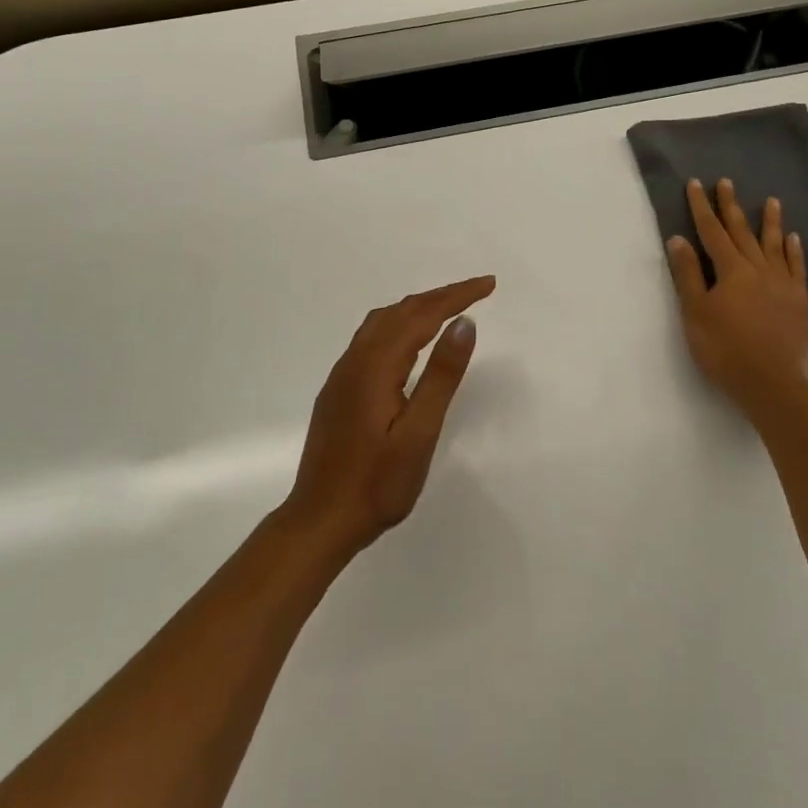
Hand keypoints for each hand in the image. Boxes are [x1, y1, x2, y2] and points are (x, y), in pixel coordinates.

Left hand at [284, 276, 495, 558]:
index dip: (456, 296)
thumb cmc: (376, 484)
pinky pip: (371, 338)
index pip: (422, 314)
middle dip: (440, 296)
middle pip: (401, 311)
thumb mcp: (419, 433)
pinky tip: (407, 342)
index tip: (488, 285)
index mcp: (376, 365)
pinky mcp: (338, 390)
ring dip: (417, 308)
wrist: (319, 522)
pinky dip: (399, 325)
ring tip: (447, 309)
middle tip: (477, 291)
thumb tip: (464, 323)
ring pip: (382, 322)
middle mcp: (355, 359)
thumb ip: (441, 375)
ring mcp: (343, 374)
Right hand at [665, 178, 807, 412]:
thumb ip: (687, 274)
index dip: (701, 207)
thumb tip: (679, 239)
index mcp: (730, 270)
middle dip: (731, 206)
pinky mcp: (798, 301)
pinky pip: (797, 267)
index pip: (711, 231)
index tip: (696, 184)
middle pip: (741, 231)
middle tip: (727, 182)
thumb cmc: (724, 349)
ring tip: (772, 201)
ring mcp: (782, 284)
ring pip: (773, 244)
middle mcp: (758, 269)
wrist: (771, 384)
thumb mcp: (695, 312)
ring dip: (770, 221)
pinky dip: (793, 251)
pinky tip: (793, 239)